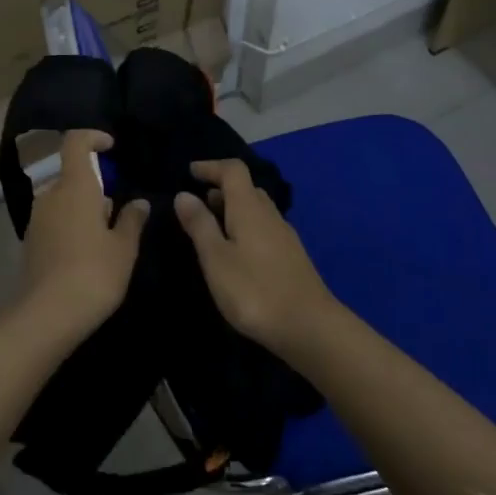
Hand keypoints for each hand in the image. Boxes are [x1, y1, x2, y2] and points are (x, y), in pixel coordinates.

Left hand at [20, 130, 148, 334]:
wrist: (47, 315)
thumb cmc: (94, 273)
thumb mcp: (123, 248)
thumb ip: (132, 219)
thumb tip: (139, 202)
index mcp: (75, 186)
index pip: (76, 142)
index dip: (93, 137)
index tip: (111, 147)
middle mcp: (51, 195)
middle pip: (72, 175)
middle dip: (95, 185)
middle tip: (118, 210)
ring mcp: (37, 218)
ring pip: (63, 199)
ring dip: (83, 208)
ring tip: (106, 236)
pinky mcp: (31, 241)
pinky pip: (54, 220)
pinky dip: (71, 225)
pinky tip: (86, 254)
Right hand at [174, 159, 335, 351]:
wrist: (310, 328)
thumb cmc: (255, 290)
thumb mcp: (216, 259)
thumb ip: (200, 225)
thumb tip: (184, 194)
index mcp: (249, 208)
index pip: (233, 170)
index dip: (211, 166)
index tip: (191, 172)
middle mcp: (269, 215)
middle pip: (246, 188)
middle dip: (221, 189)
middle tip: (198, 202)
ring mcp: (284, 236)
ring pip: (256, 209)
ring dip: (234, 209)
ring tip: (212, 226)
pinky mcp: (291, 257)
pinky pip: (264, 228)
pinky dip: (245, 227)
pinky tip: (237, 251)